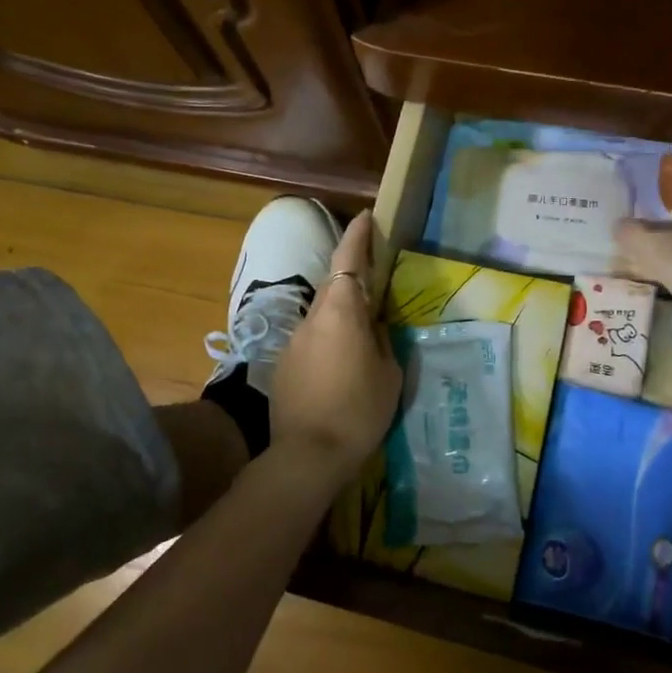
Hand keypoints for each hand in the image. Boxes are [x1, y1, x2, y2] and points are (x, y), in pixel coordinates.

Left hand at [271, 211, 401, 482]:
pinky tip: (338, 368)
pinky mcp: (282, 366)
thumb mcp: (389, 374)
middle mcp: (312, 318)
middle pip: (332, 285)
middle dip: (351, 275)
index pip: (348, 260)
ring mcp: (293, 342)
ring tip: (360, 334)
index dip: (357, 236)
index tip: (366, 217)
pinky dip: (326, 342)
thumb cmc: (359, 411)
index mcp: (342, 313)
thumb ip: (382, 341)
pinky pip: (310, 341)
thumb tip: (374, 327)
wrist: (307, 455)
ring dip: (339, 314)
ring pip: (320, 315)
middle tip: (374, 279)